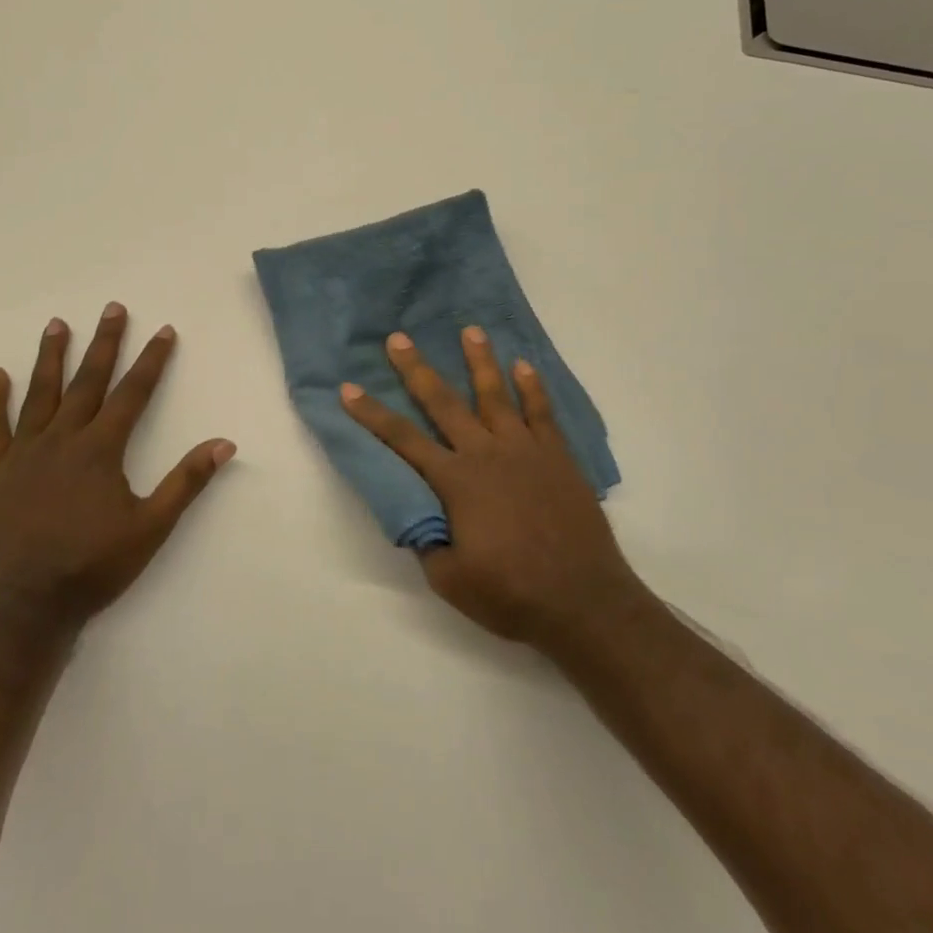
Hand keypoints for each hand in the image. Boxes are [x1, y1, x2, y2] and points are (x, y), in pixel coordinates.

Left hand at [0, 305, 235, 631]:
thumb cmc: (93, 567)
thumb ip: (186, 482)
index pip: (133, 393)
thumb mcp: (151, 527)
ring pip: (40, 394)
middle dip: (104, 343)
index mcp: (101, 450)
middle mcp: (63, 440)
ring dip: (51, 357)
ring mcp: (24, 454)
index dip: (152, 361)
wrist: (24, 608)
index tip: (163, 330)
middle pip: (88, 381)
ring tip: (57, 324)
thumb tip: (224, 443)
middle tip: (112, 308)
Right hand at [340, 327, 644, 652]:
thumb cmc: (512, 594)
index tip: (348, 389)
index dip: (372, 414)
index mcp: (456, 482)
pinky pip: (542, 413)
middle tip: (399, 338)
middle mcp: (486, 454)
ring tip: (470, 330)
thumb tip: (419, 518)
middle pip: (444, 403)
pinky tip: (524, 366)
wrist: (584, 602)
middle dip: (417, 369)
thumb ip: (429, 543)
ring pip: (496, 395)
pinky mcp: (557, 457)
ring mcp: (525, 451)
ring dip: (480, 361)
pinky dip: (533, 388)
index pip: (403, 440)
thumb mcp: (450, 580)